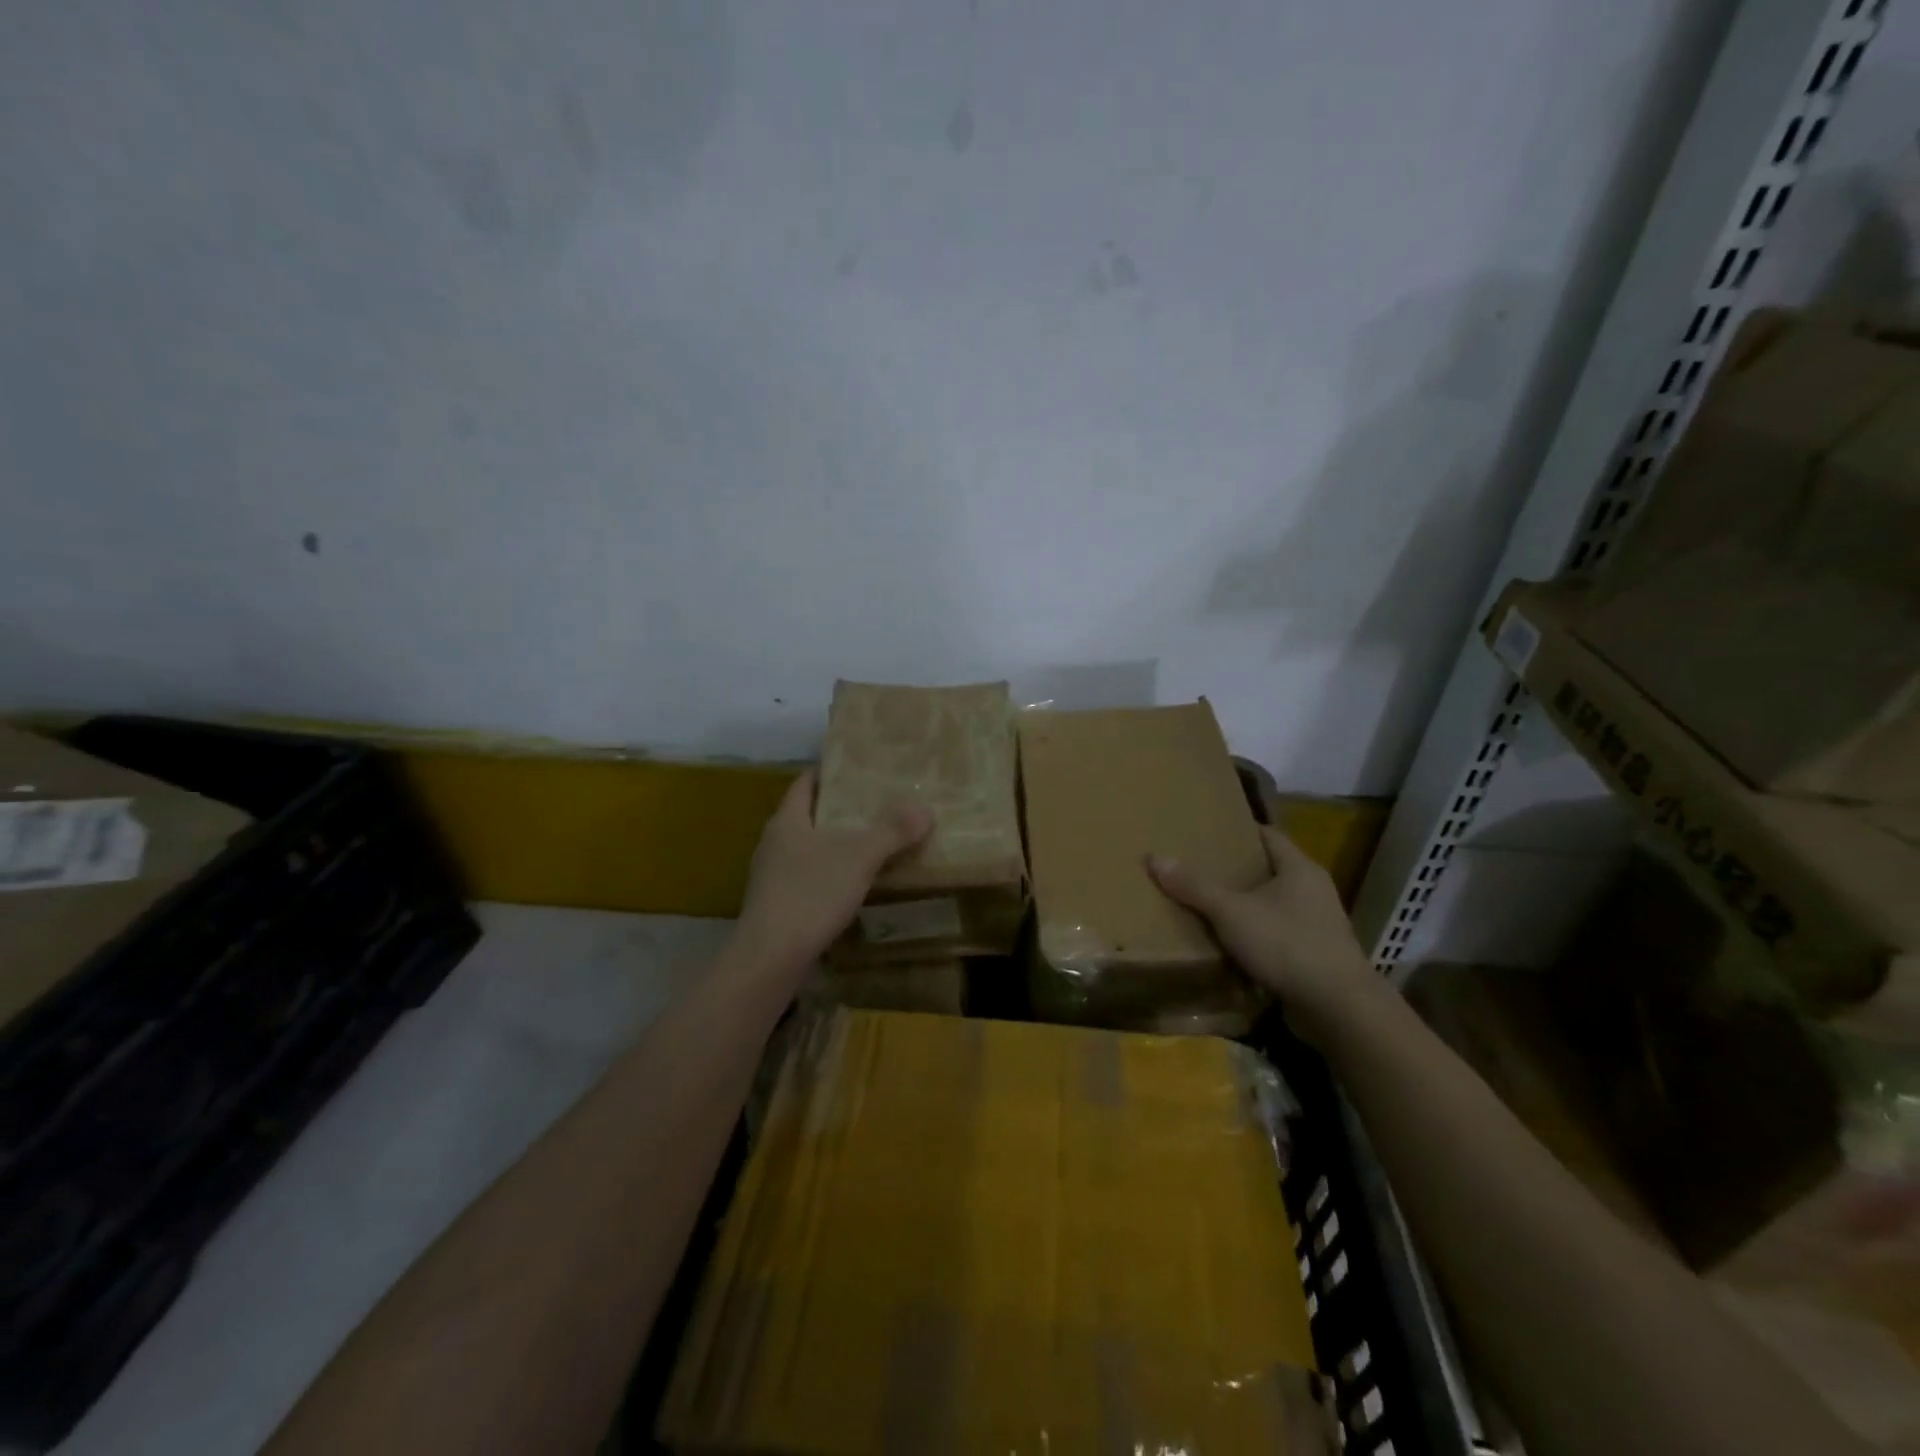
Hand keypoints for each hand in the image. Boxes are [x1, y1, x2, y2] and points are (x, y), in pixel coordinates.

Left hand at [733, 770, 932, 974]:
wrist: (770, 958)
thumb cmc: (811, 894)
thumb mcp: (859, 857)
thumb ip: (892, 831)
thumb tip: (925, 808)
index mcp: (787, 821)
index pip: (805, 783)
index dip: (829, 772)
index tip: (858, 768)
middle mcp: (774, 843)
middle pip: (808, 815)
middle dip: (839, 810)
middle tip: (876, 804)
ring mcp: (771, 876)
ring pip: (808, 848)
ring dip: (835, 844)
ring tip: (871, 842)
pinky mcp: (777, 905)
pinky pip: (807, 878)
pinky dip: (830, 874)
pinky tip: (853, 885)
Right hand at [1146, 826, 1386, 1043]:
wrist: (1338, 1009)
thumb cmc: (1287, 945)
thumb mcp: (1232, 912)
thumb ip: (1194, 886)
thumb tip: (1154, 857)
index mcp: (1300, 868)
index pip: (1268, 834)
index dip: (1238, 830)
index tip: (1207, 830)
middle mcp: (1313, 891)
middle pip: (1269, 869)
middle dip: (1235, 869)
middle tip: (1197, 865)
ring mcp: (1318, 925)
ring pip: (1273, 905)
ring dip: (1245, 905)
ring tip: (1206, 904)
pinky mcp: (1315, 956)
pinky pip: (1277, 935)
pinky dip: (1255, 936)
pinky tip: (1228, 943)